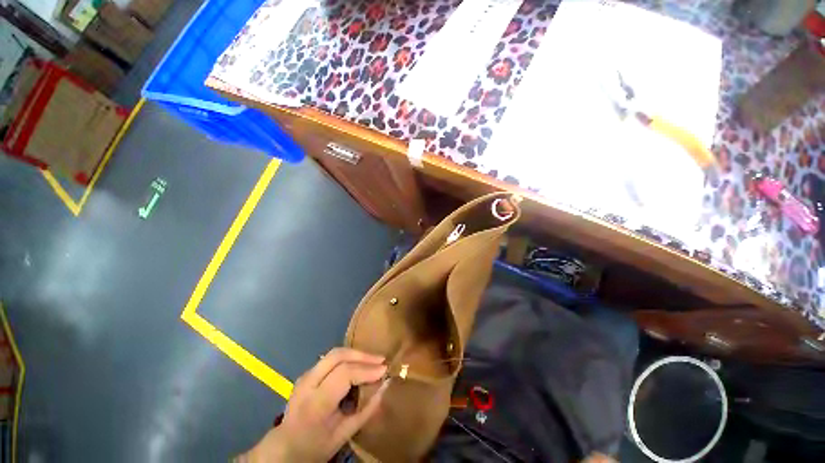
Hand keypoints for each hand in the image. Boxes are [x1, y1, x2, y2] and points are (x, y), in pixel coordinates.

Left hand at [242, 348, 388, 461]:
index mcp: (315, 404)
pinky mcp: (307, 372)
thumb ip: (367, 410)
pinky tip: (358, 364)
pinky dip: (348, 357)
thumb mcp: (344, 435)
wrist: (284, 448)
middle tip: (380, 361)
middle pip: (338, 356)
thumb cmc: (315, 446)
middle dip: (362, 355)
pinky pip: (331, 358)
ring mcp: (305, 375)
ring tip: (373, 360)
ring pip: (334, 353)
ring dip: (356, 353)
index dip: (366, 369)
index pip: (344, 374)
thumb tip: (386, 386)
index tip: (384, 370)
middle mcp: (307, 383)